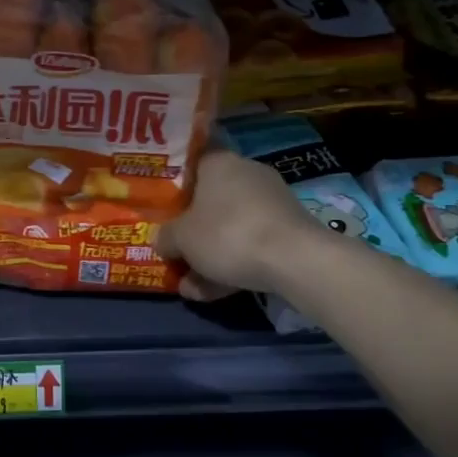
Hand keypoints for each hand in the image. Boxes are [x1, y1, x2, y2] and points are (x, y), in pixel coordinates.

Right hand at [158, 148, 315, 300]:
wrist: (295, 260)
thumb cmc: (227, 234)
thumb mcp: (180, 238)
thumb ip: (165, 237)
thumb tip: (163, 241)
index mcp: (219, 163)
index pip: (191, 163)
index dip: (173, 186)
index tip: (162, 207)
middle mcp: (246, 174)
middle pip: (209, 201)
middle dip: (191, 233)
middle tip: (174, 255)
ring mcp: (271, 202)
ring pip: (230, 227)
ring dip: (209, 256)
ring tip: (190, 288)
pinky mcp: (289, 229)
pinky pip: (252, 243)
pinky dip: (233, 264)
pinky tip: (214, 293)